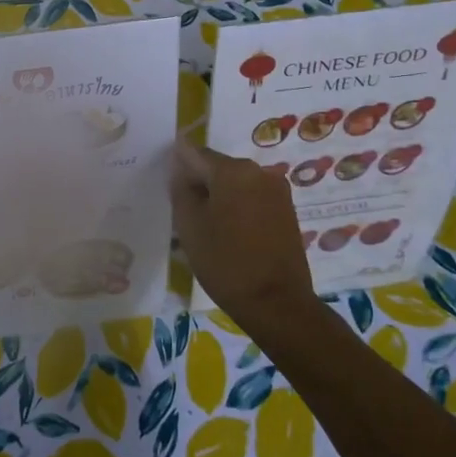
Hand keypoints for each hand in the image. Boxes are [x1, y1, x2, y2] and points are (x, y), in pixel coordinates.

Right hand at [169, 142, 315, 327]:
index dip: (177, 168)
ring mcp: (277, 190)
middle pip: (217, 167)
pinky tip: (230, 234)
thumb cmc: (225, 261)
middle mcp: (258, 171)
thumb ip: (180, 189)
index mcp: (232, 170)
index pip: (194, 153)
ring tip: (207, 228)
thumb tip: (180, 169)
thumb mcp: (189, 225)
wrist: (276, 303)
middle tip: (185, 214)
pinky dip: (238, 208)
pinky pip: (253, 198)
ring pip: (236, 184)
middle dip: (200, 184)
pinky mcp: (287, 210)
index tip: (169, 190)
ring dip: (219, 197)